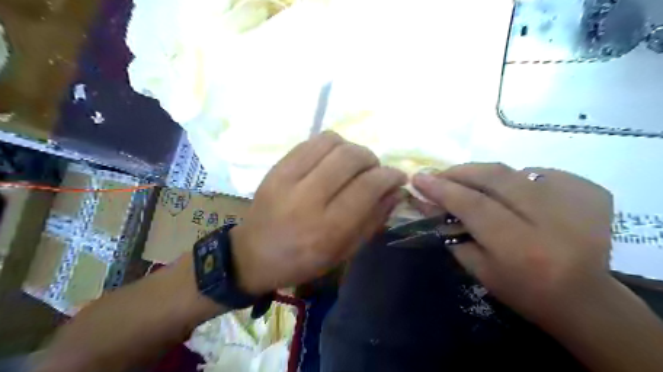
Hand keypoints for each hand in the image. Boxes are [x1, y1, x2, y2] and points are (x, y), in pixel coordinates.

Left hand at [232, 133, 408, 294]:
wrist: (252, 255)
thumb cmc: (303, 261)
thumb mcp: (344, 252)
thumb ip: (373, 220)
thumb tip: (396, 191)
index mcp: (327, 229)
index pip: (367, 187)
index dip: (389, 176)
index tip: (398, 177)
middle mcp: (307, 199)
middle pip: (351, 158)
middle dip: (372, 159)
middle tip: (373, 170)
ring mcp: (287, 179)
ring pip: (331, 142)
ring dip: (352, 148)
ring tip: (352, 164)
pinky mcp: (276, 168)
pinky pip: (311, 141)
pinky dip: (331, 145)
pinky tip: (331, 159)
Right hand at [413, 163, 613, 322]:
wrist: (586, 299)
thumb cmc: (523, 290)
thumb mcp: (478, 269)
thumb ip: (450, 232)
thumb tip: (426, 201)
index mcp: (521, 247)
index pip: (473, 205)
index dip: (442, 189)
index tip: (419, 178)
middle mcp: (552, 219)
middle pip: (496, 177)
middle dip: (461, 172)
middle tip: (441, 174)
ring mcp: (577, 200)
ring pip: (515, 171)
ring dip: (485, 175)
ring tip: (471, 184)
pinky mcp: (590, 191)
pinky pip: (538, 173)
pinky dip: (516, 179)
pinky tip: (512, 194)